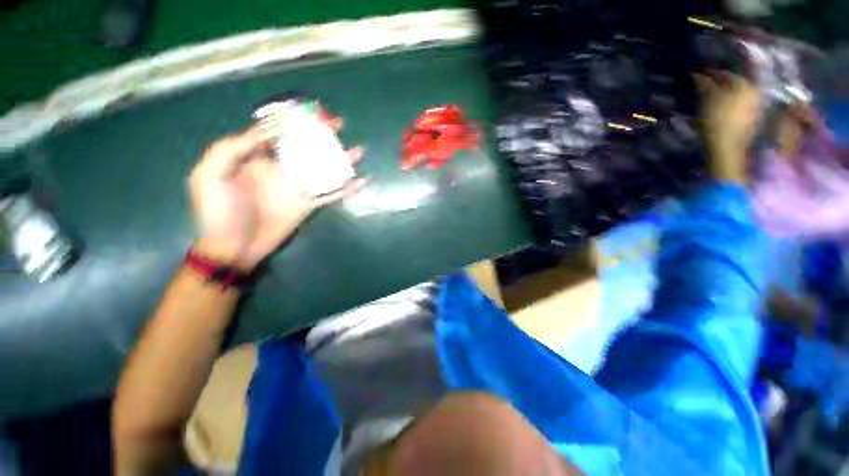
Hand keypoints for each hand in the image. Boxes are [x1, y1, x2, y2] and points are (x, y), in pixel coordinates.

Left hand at [189, 125, 365, 270]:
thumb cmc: (218, 211)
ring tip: (357, 151)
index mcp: (256, 159)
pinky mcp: (308, 204)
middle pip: (305, 148)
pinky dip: (346, 188)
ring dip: (340, 160)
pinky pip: (330, 194)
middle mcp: (280, 170)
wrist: (234, 247)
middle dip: (321, 136)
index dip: (291, 121)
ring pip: (322, 169)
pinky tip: (361, 181)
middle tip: (339, 125)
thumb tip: (265, 132)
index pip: (276, 134)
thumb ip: (231, 149)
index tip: (307, 111)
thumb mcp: (210, 175)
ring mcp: (297, 188)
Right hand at [694, 72, 761, 183]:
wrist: (727, 148)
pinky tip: (719, 108)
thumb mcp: (708, 99)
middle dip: (720, 84)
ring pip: (737, 94)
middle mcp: (754, 91)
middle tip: (705, 86)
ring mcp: (755, 106)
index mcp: (745, 84)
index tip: (699, 75)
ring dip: (724, 94)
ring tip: (711, 97)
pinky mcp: (751, 119)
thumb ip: (705, 84)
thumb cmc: (717, 120)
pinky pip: (739, 105)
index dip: (711, 74)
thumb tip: (699, 74)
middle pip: (734, 84)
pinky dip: (728, 104)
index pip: (726, 73)